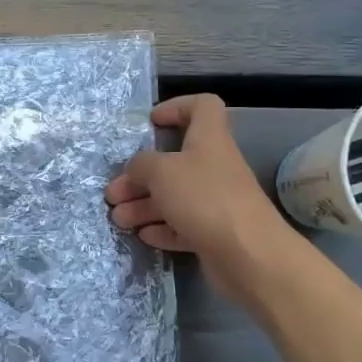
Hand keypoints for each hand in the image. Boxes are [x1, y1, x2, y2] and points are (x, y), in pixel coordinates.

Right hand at [105, 95, 292, 293]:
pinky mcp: (215, 233)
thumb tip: (135, 168)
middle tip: (113, 193)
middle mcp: (214, 167)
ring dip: (144, 205)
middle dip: (140, 176)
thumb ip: (141, 165)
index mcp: (208, 139)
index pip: (202, 106)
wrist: (247, 254)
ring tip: (118, 219)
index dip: (177, 107)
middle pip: (175, 161)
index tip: (152, 122)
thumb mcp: (161, 172)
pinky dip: (162, 228)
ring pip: (175, 196)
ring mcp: (216, 202)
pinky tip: (143, 236)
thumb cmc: (204, 198)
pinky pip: (183, 225)